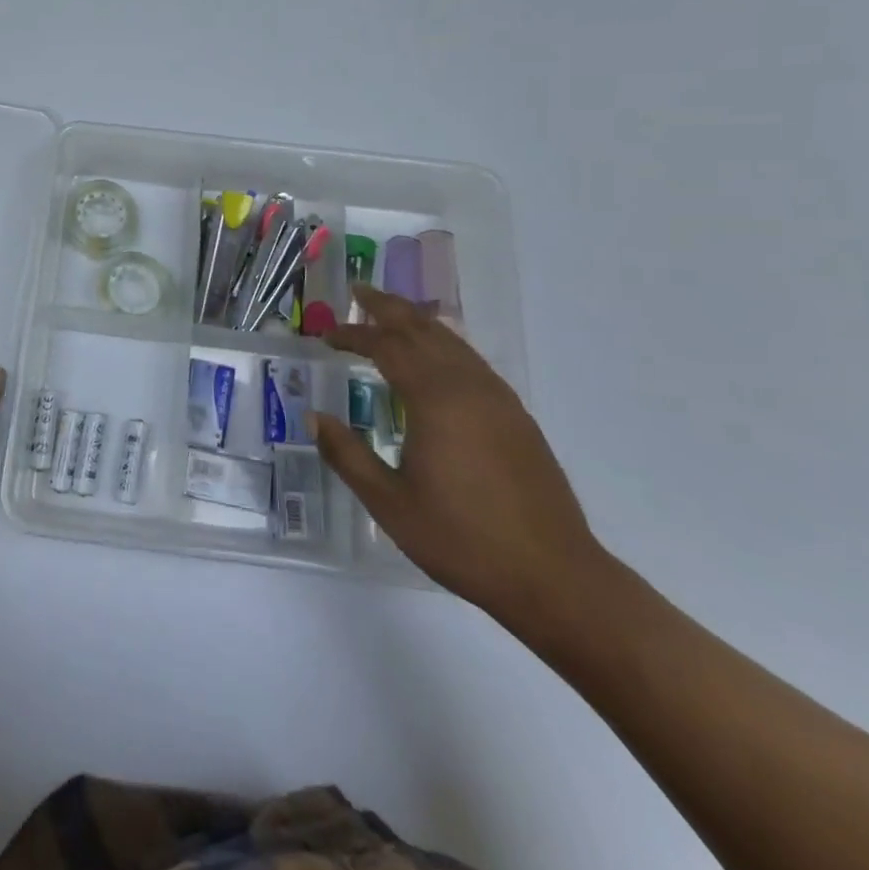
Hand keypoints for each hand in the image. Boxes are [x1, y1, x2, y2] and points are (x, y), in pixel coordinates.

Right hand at [313, 285, 603, 624]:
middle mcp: (468, 387)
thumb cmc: (462, 540)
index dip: (353, 335)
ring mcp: (498, 400)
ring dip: (418, 322)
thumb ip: (347, 455)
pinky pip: (471, 361)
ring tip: (392, 315)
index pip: (386, 346)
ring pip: (452, 341)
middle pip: (423, 329)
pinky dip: (444, 344)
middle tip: (359, 292)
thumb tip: (314, 418)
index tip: (325, 336)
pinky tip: (437, 358)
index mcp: (434, 400)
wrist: (555, 577)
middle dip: (388, 307)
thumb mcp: (389, 503)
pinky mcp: (516, 418)